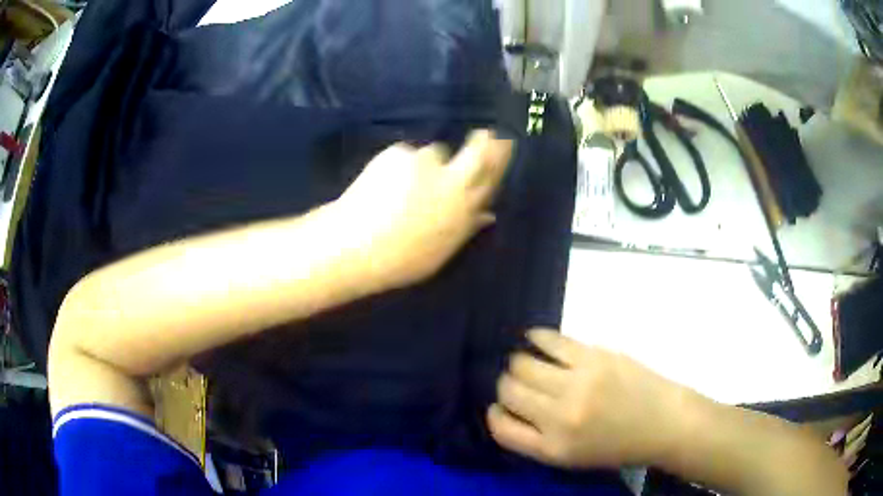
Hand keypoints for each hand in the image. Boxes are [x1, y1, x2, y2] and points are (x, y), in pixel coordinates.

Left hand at [336, 130, 512, 289]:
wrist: (354, 245)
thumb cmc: (399, 259)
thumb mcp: (440, 253)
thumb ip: (465, 229)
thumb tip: (487, 215)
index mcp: (465, 209)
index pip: (491, 177)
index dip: (499, 159)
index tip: (503, 145)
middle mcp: (452, 181)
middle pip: (477, 153)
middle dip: (484, 142)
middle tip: (486, 135)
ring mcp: (424, 163)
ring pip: (435, 154)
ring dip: (427, 164)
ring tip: (404, 185)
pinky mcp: (399, 153)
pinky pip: (406, 155)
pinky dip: (400, 165)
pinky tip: (384, 183)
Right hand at [488, 329, 690, 468]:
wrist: (663, 423)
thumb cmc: (618, 446)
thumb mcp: (572, 457)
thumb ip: (537, 438)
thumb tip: (508, 408)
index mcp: (552, 448)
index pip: (501, 427)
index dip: (495, 413)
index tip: (500, 406)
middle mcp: (559, 417)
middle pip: (508, 390)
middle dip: (507, 385)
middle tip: (518, 383)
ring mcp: (577, 383)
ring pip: (522, 363)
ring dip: (519, 362)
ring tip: (528, 362)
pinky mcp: (594, 357)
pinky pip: (551, 340)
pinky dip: (536, 337)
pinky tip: (534, 338)